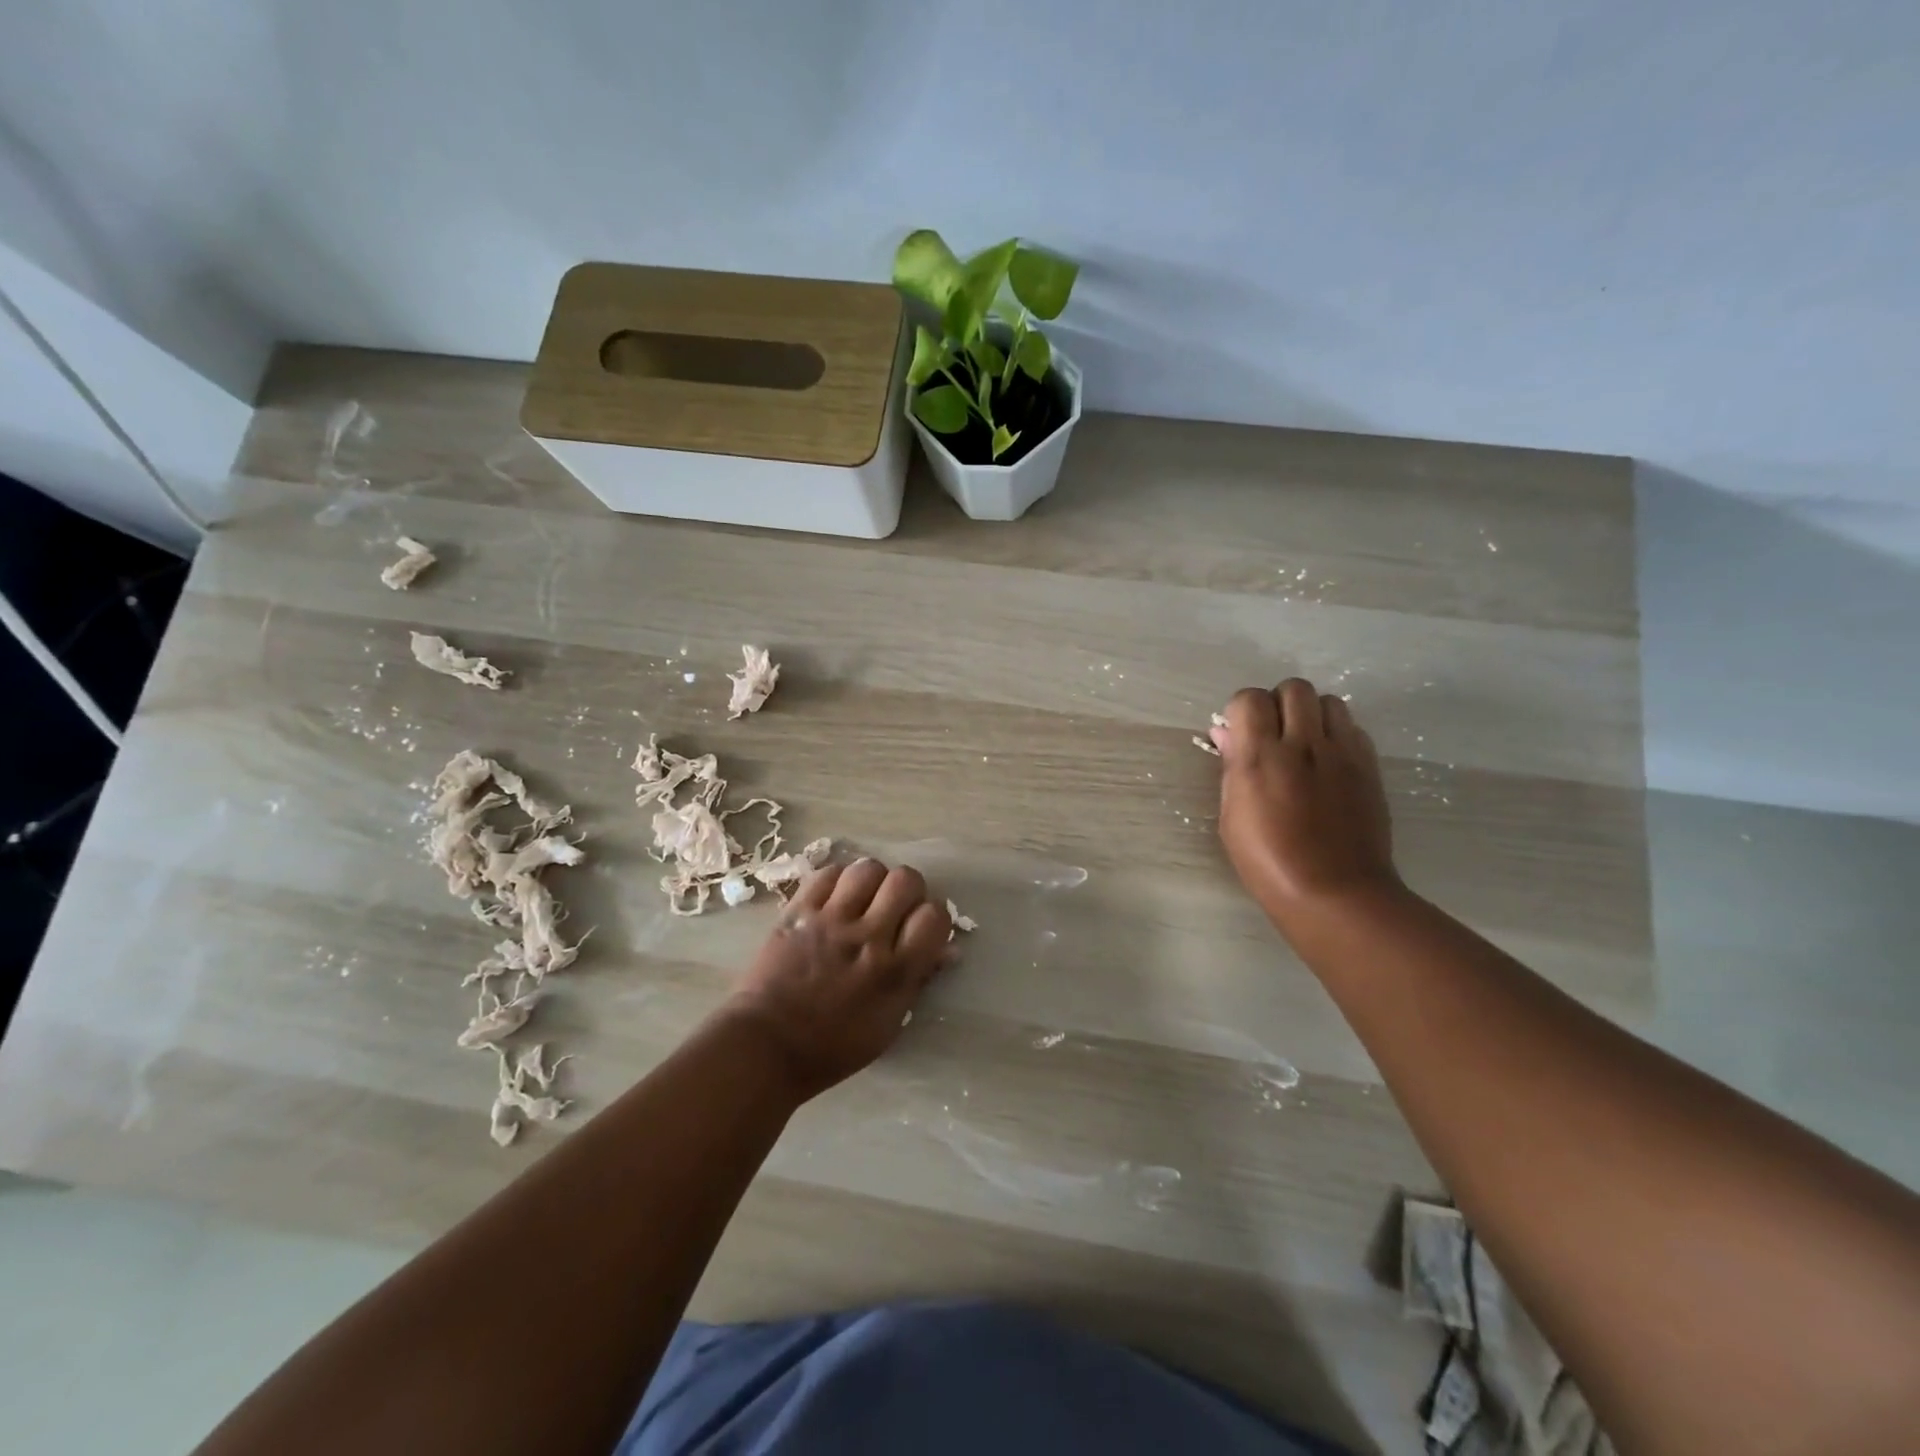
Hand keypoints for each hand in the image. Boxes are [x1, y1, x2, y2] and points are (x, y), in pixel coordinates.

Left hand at [724, 858, 951, 1100]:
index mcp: (895, 972)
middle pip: (905, 880)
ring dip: (872, 881)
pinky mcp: (798, 911)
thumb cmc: (832, 1047)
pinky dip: (837, 882)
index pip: (934, 916)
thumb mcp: (888, 1025)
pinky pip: (827, 874)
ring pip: (867, 869)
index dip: (932, 918)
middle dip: (907, 891)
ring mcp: (831, 920)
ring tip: (863, 900)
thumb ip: (917, 980)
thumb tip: (946, 950)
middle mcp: (868, 937)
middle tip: (894, 909)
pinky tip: (834, 900)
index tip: (920, 929)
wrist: (766, 1046)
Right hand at [1210, 678, 1401, 930]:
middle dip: (1277, 704)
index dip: (1241, 711)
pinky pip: (1353, 728)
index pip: (1250, 699)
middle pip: (1293, 688)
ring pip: (1329, 701)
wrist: (1336, 893)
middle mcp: (1303, 744)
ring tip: (1303, 744)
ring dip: (1311, 714)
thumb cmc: (1268, 863)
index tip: (1239, 734)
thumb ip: (1231, 769)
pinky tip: (1328, 762)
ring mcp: (1342, 753)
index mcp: (1261, 757)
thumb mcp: (1231, 819)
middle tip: (1272, 734)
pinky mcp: (1369, 766)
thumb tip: (1225, 734)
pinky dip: (1337, 733)